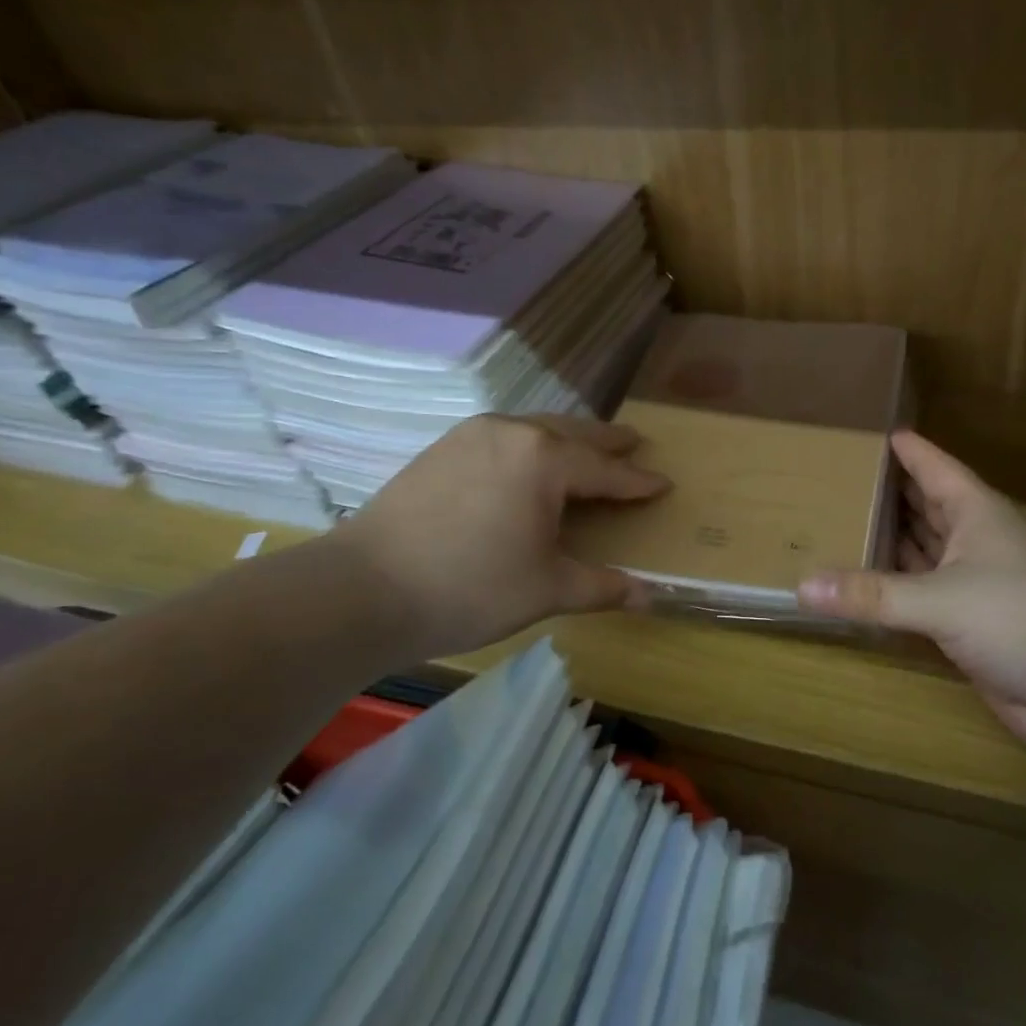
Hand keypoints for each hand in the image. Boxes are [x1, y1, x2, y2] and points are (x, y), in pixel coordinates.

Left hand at [330, 413, 668, 659]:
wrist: (362, 590)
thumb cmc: (470, 588)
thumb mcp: (548, 590)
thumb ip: (604, 587)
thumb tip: (651, 597)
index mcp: (545, 459)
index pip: (606, 471)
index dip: (637, 481)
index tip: (663, 483)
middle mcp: (512, 432)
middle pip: (573, 433)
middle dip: (607, 441)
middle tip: (634, 442)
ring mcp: (471, 435)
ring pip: (535, 428)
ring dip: (567, 438)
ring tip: (586, 448)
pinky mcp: (442, 448)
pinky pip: (504, 436)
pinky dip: (530, 445)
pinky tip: (527, 463)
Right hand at [798, 431, 1025, 751]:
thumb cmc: (1019, 619)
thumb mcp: (939, 600)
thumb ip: (870, 595)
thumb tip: (801, 587)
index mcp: (978, 513)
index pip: (935, 467)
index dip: (908, 450)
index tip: (874, 431)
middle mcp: (977, 540)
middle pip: (927, 506)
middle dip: (890, 493)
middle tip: (840, 477)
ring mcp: (976, 583)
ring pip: (924, 550)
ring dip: (891, 539)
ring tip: (842, 521)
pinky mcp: (971, 623)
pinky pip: (922, 593)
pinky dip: (895, 585)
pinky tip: (865, 582)